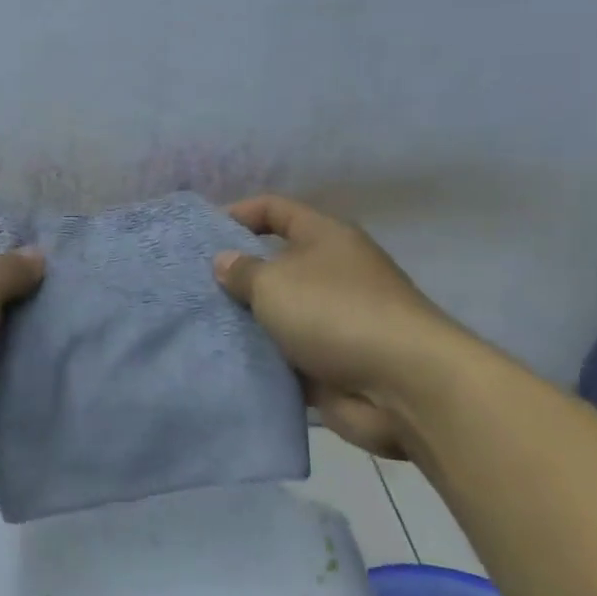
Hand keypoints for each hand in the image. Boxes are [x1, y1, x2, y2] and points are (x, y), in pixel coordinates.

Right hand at [212, 194, 463, 457]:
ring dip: (246, 321)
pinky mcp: (332, 362)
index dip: (238, 213)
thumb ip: (242, 271)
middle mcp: (332, 272)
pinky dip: (263, 358)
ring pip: (278, 313)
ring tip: (200, 325)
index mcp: (325, 238)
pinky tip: (225, 360)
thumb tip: (225, 261)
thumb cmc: (335, 313)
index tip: (201, 234)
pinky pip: (286, 354)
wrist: (404, 386)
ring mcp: (334, 319)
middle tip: (192, 286)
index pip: (275, 209)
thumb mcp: (275, 282)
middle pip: (274, 263)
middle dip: (236, 275)